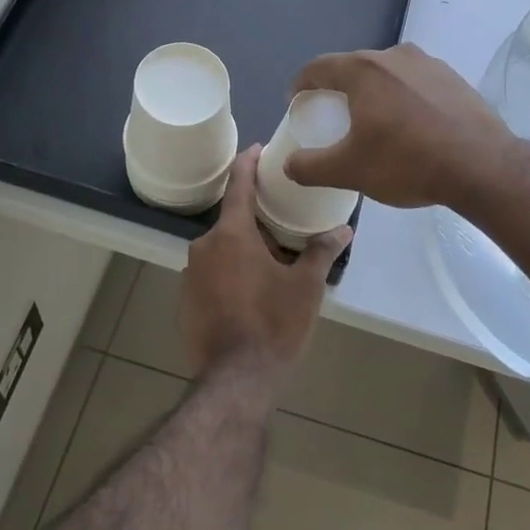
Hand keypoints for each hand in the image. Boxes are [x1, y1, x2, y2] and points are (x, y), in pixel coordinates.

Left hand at [178, 146, 350, 379]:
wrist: (236, 380)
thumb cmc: (274, 324)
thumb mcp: (306, 286)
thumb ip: (322, 251)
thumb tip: (344, 229)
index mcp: (231, 234)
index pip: (238, 184)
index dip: (248, 163)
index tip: (257, 149)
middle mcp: (204, 247)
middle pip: (231, 221)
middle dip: (255, 220)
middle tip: (283, 224)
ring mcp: (190, 275)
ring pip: (221, 250)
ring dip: (243, 250)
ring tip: (272, 262)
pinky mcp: (185, 301)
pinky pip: (211, 274)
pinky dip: (229, 274)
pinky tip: (251, 292)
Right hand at [283, 44, 516, 210]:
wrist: (482, 167)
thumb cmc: (407, 163)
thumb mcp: (349, 171)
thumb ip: (310, 167)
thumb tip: (290, 164)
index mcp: (363, 70)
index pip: (318, 67)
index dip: (301, 84)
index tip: (296, 101)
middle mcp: (394, 56)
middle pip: (354, 67)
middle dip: (338, 88)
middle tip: (333, 115)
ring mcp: (429, 64)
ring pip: (388, 74)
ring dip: (374, 92)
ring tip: (374, 121)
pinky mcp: (454, 78)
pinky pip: (416, 84)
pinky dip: (404, 98)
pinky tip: (411, 126)